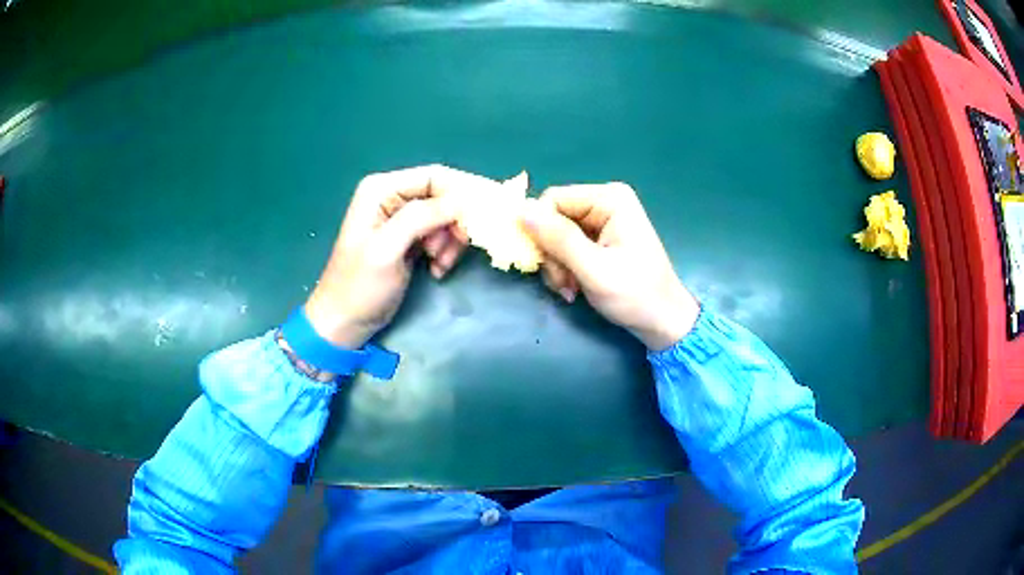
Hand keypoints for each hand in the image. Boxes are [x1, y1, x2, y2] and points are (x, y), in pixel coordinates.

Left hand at [304, 165, 492, 348]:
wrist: (345, 321)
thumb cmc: (359, 286)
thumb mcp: (387, 249)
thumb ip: (421, 218)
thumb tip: (463, 200)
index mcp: (382, 189)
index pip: (435, 176)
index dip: (463, 192)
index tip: (485, 217)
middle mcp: (393, 196)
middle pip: (443, 196)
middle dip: (454, 223)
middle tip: (454, 250)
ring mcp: (401, 218)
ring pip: (446, 217)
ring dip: (451, 241)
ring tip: (439, 264)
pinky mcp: (409, 238)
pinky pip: (441, 234)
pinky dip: (445, 251)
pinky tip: (436, 269)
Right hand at [521, 182, 699, 350]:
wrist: (663, 322)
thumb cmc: (635, 295)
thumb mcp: (594, 269)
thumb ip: (558, 239)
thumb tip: (520, 211)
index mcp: (609, 199)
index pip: (553, 200)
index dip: (541, 231)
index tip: (547, 265)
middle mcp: (605, 202)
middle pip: (553, 218)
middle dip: (551, 254)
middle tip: (562, 284)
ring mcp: (603, 220)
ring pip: (555, 235)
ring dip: (557, 266)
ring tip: (570, 289)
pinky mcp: (600, 238)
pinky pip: (567, 246)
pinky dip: (565, 269)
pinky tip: (574, 288)